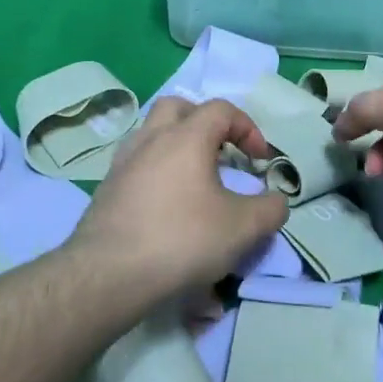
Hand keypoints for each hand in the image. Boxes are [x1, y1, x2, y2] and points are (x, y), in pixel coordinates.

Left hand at [70, 98, 288, 292]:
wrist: (109, 274)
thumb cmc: (181, 239)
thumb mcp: (242, 228)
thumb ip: (269, 210)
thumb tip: (276, 201)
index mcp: (186, 137)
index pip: (221, 109)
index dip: (247, 128)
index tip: (259, 159)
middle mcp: (151, 139)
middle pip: (177, 107)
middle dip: (204, 122)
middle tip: (219, 152)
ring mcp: (123, 162)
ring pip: (151, 133)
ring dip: (176, 145)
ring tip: (193, 179)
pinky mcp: (106, 188)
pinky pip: (136, 164)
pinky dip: (156, 171)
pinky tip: (166, 204)